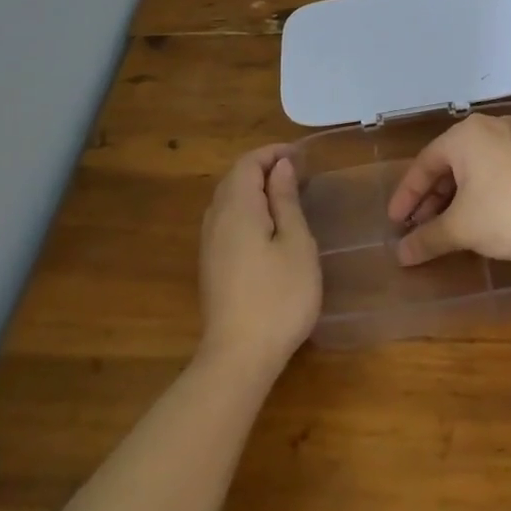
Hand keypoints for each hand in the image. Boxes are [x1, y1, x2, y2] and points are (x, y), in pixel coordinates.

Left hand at [198, 145, 321, 375]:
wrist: (239, 357)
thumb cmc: (279, 295)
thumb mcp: (296, 242)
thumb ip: (286, 200)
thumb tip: (280, 166)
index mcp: (237, 207)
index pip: (247, 164)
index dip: (272, 153)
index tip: (301, 156)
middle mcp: (216, 219)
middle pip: (234, 179)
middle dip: (263, 168)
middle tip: (297, 173)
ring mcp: (210, 244)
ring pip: (227, 200)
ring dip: (254, 189)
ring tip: (286, 196)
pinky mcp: (211, 265)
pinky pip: (226, 221)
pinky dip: (247, 210)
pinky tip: (268, 227)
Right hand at [385, 112, 510, 266]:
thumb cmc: (507, 213)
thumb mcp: (461, 228)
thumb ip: (427, 239)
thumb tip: (401, 255)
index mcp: (466, 134)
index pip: (425, 163)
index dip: (407, 196)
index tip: (396, 223)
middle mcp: (493, 126)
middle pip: (453, 162)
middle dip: (435, 197)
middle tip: (423, 226)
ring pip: (480, 164)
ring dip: (461, 194)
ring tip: (454, 223)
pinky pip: (505, 167)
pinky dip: (489, 188)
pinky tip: (490, 214)